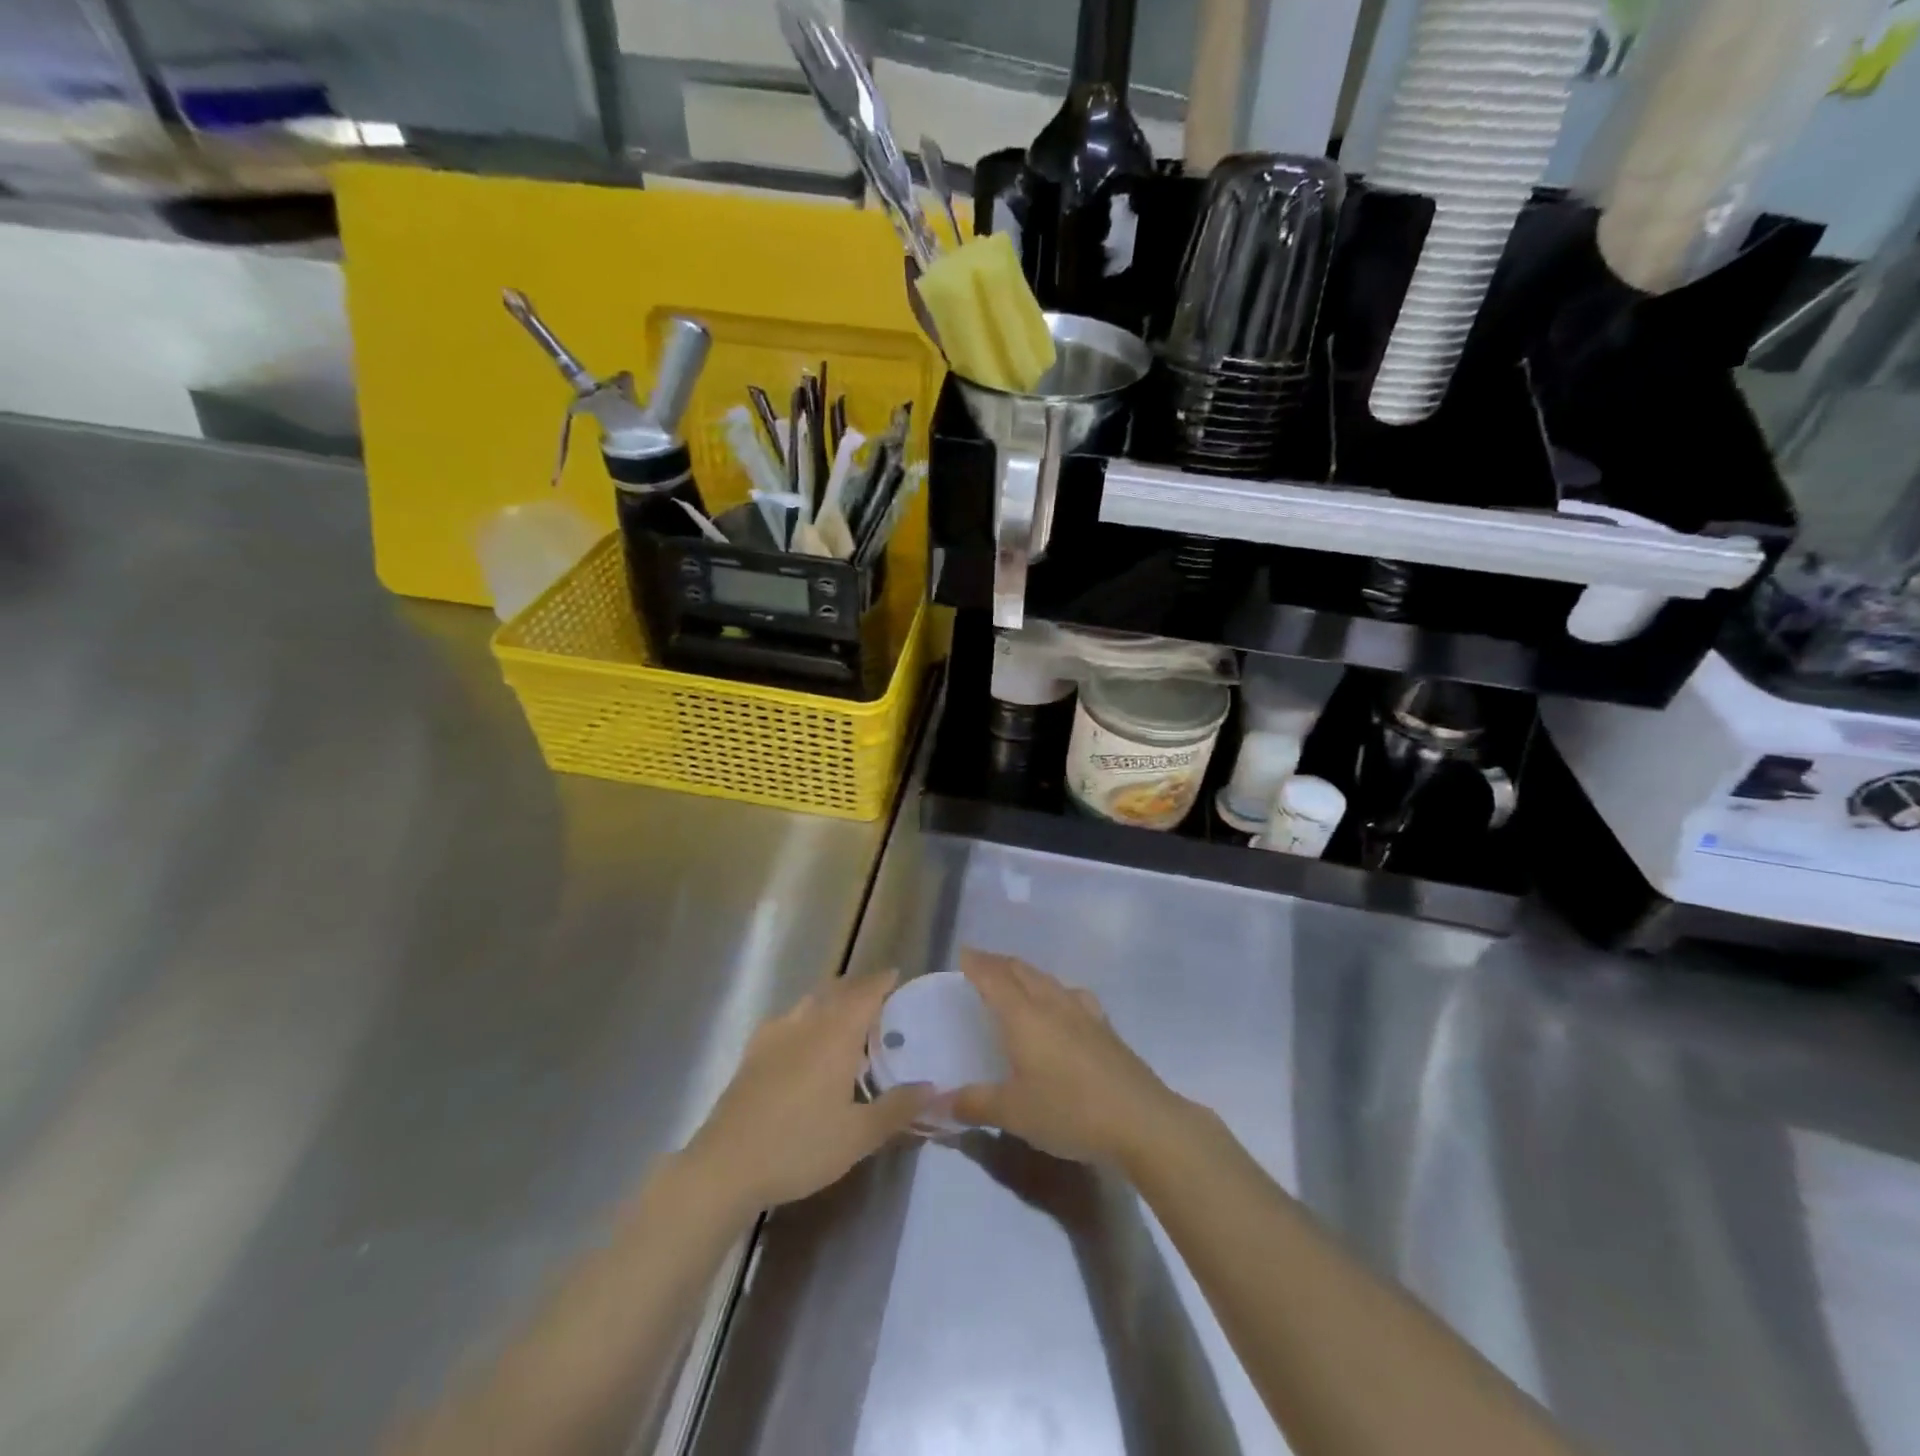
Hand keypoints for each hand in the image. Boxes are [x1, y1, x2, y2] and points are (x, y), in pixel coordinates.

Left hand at [684, 972, 933, 1217]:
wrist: (726, 1165)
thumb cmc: (800, 1146)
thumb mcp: (859, 1136)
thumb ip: (898, 1108)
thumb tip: (932, 1087)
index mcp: (837, 1035)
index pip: (865, 993)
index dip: (882, 981)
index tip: (896, 976)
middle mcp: (808, 1023)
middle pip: (837, 991)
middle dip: (859, 987)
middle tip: (878, 997)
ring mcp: (775, 1034)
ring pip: (810, 1001)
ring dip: (831, 999)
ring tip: (845, 1016)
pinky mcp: (753, 1052)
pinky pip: (787, 1019)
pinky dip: (805, 1017)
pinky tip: (803, 1039)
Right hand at [951, 950, 1190, 1168]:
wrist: (1141, 1121)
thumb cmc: (1069, 1111)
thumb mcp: (1013, 1114)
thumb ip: (974, 1104)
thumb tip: (938, 1103)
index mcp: (1024, 1016)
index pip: (994, 978)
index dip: (977, 963)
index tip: (964, 952)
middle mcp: (1052, 1005)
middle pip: (1022, 971)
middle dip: (999, 963)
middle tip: (982, 964)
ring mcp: (1084, 1013)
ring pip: (1049, 980)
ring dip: (1028, 974)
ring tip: (1017, 979)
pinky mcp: (1106, 1028)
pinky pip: (1073, 996)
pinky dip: (1057, 991)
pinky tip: (1063, 1005)